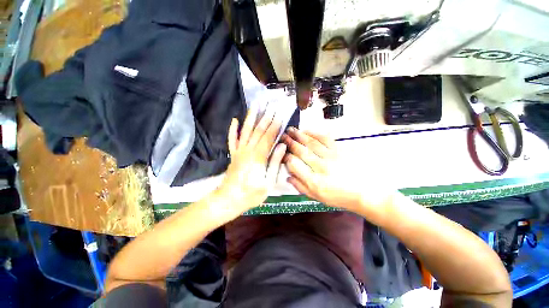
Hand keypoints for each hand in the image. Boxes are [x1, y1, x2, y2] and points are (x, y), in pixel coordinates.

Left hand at [217, 109, 286, 211]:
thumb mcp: (269, 182)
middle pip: (258, 131)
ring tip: (254, 105)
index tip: (280, 115)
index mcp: (258, 157)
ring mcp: (238, 151)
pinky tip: (234, 120)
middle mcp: (248, 150)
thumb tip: (282, 146)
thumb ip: (275, 162)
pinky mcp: (233, 155)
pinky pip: (232, 140)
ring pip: (245, 131)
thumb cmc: (252, 194)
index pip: (269, 137)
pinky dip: (233, 130)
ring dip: (250, 118)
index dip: (275, 126)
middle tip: (270, 105)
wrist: (229, 200)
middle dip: (266, 117)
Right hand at [282, 128, 394, 211]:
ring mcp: (331, 157)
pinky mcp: (339, 150)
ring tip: (291, 130)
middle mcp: (321, 167)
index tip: (282, 154)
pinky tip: (307, 131)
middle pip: (301, 151)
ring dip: (299, 135)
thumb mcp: (318, 197)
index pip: (294, 165)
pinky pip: (325, 139)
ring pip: (311, 143)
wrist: (365, 192)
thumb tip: (288, 177)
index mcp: (314, 181)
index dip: (286, 158)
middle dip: (290, 143)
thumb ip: (301, 187)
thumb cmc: (340, 197)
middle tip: (282, 136)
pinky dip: (315, 133)